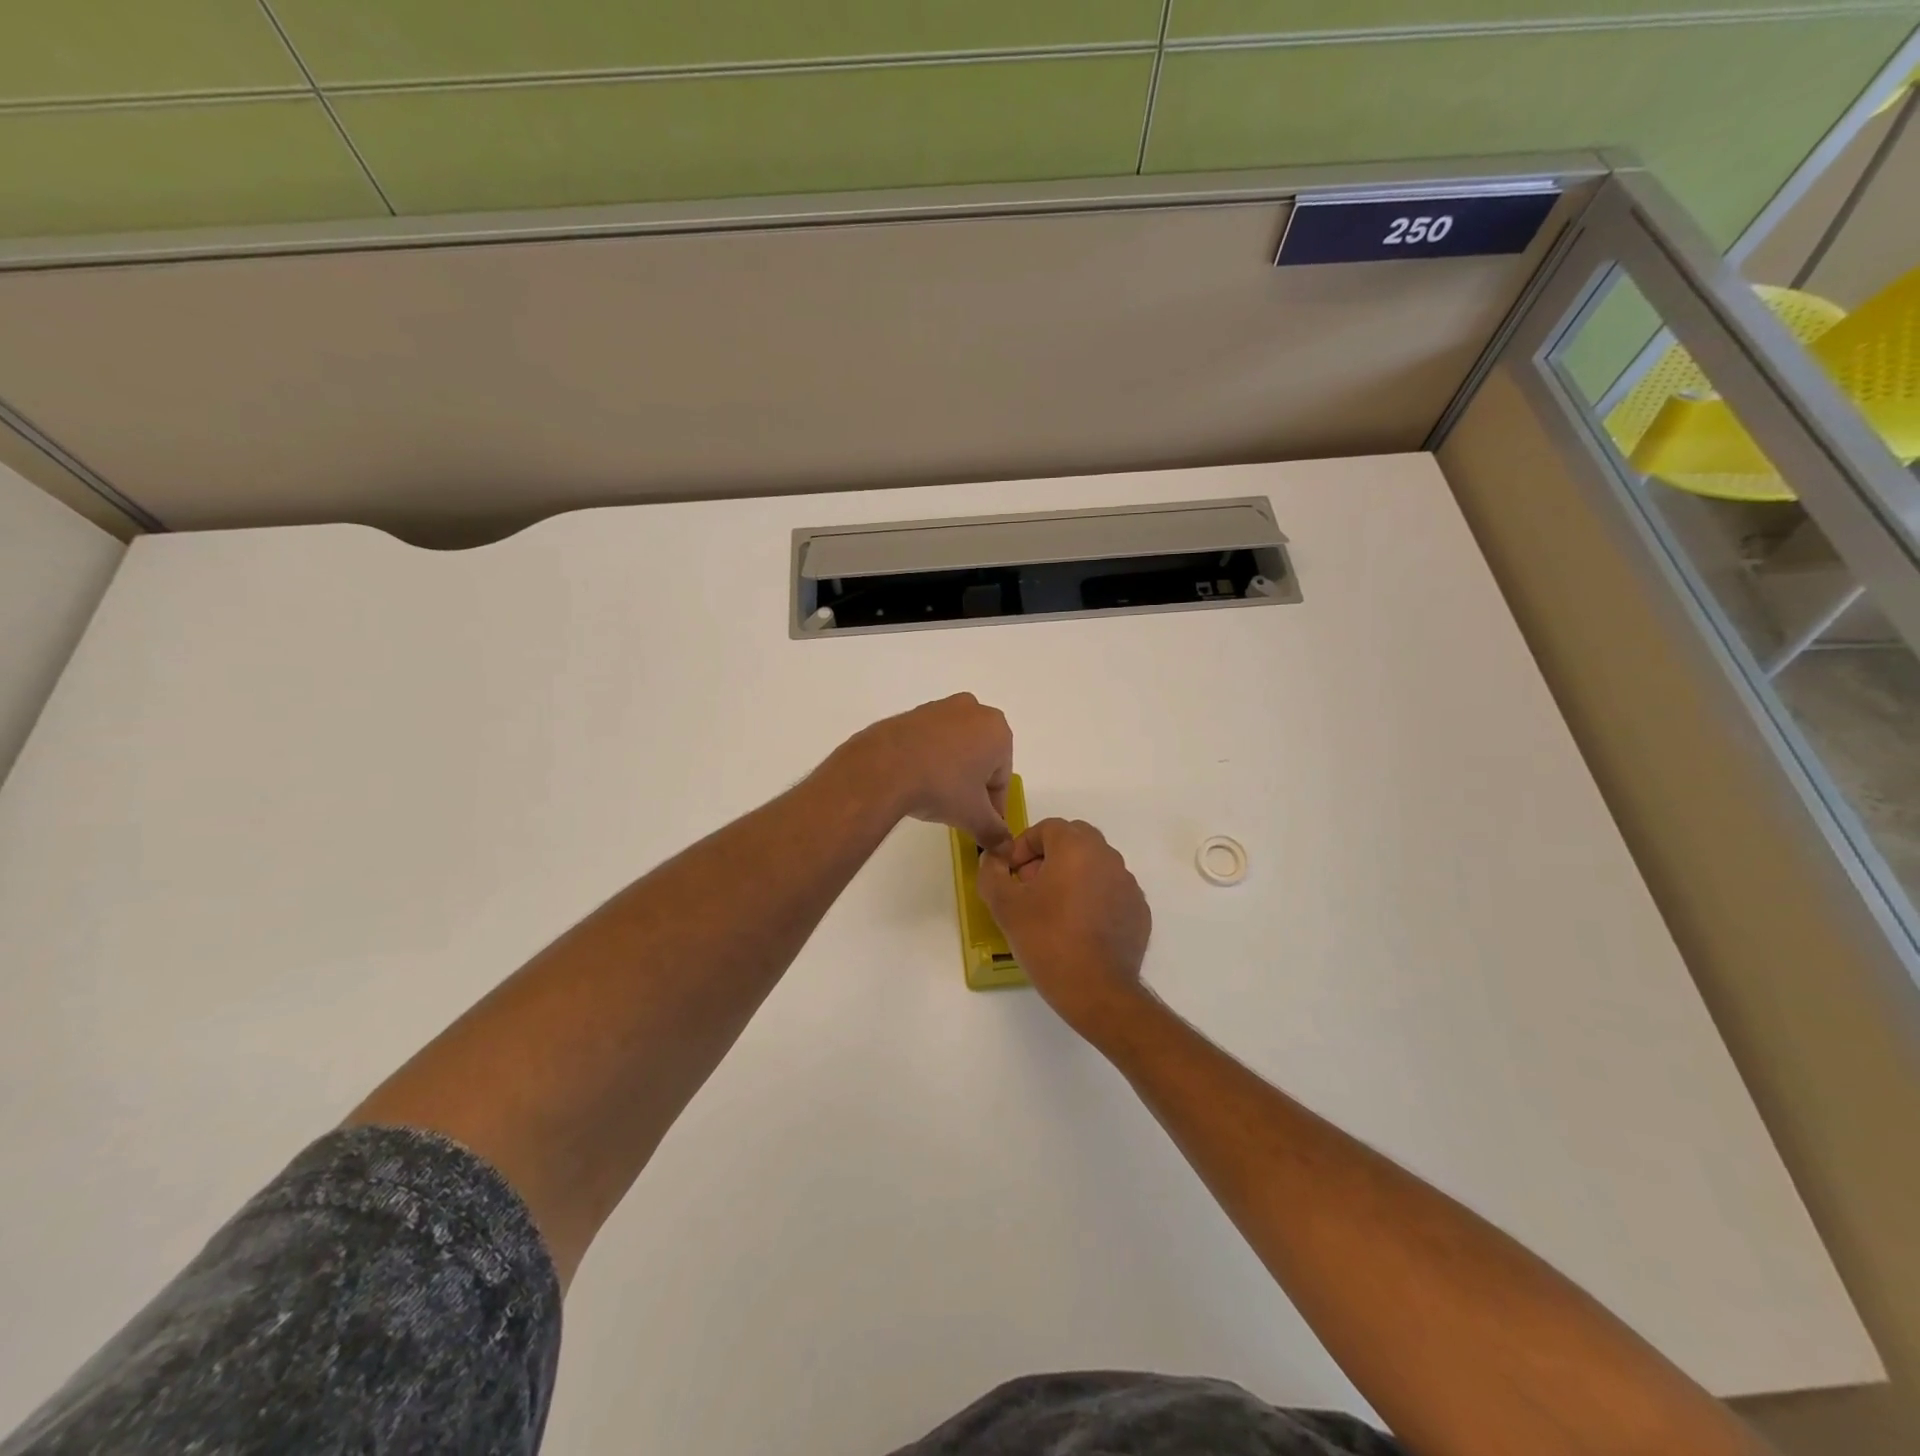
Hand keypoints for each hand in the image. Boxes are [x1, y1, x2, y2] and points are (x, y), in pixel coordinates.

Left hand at [842, 694, 1013, 849]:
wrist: (884, 767)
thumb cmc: (941, 787)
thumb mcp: (973, 816)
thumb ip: (994, 832)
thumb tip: (1006, 848)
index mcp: (997, 730)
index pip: (1002, 777)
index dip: (994, 805)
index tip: (982, 824)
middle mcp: (973, 710)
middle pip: (980, 757)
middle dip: (973, 784)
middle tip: (959, 810)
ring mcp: (940, 708)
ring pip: (955, 746)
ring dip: (951, 771)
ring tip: (935, 797)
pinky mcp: (912, 713)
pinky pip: (930, 740)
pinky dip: (928, 759)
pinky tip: (916, 780)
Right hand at [976, 818, 1152, 1038]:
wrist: (1097, 991)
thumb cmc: (1047, 940)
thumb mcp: (1005, 906)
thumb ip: (991, 873)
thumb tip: (993, 859)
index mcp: (1076, 847)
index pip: (1047, 828)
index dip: (1024, 846)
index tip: (1012, 874)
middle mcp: (1108, 857)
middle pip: (1074, 840)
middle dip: (1049, 856)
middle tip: (1030, 886)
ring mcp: (1128, 884)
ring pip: (1095, 865)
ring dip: (1072, 876)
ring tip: (1053, 910)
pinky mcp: (1139, 911)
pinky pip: (1111, 891)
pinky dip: (1093, 898)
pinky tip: (1079, 928)